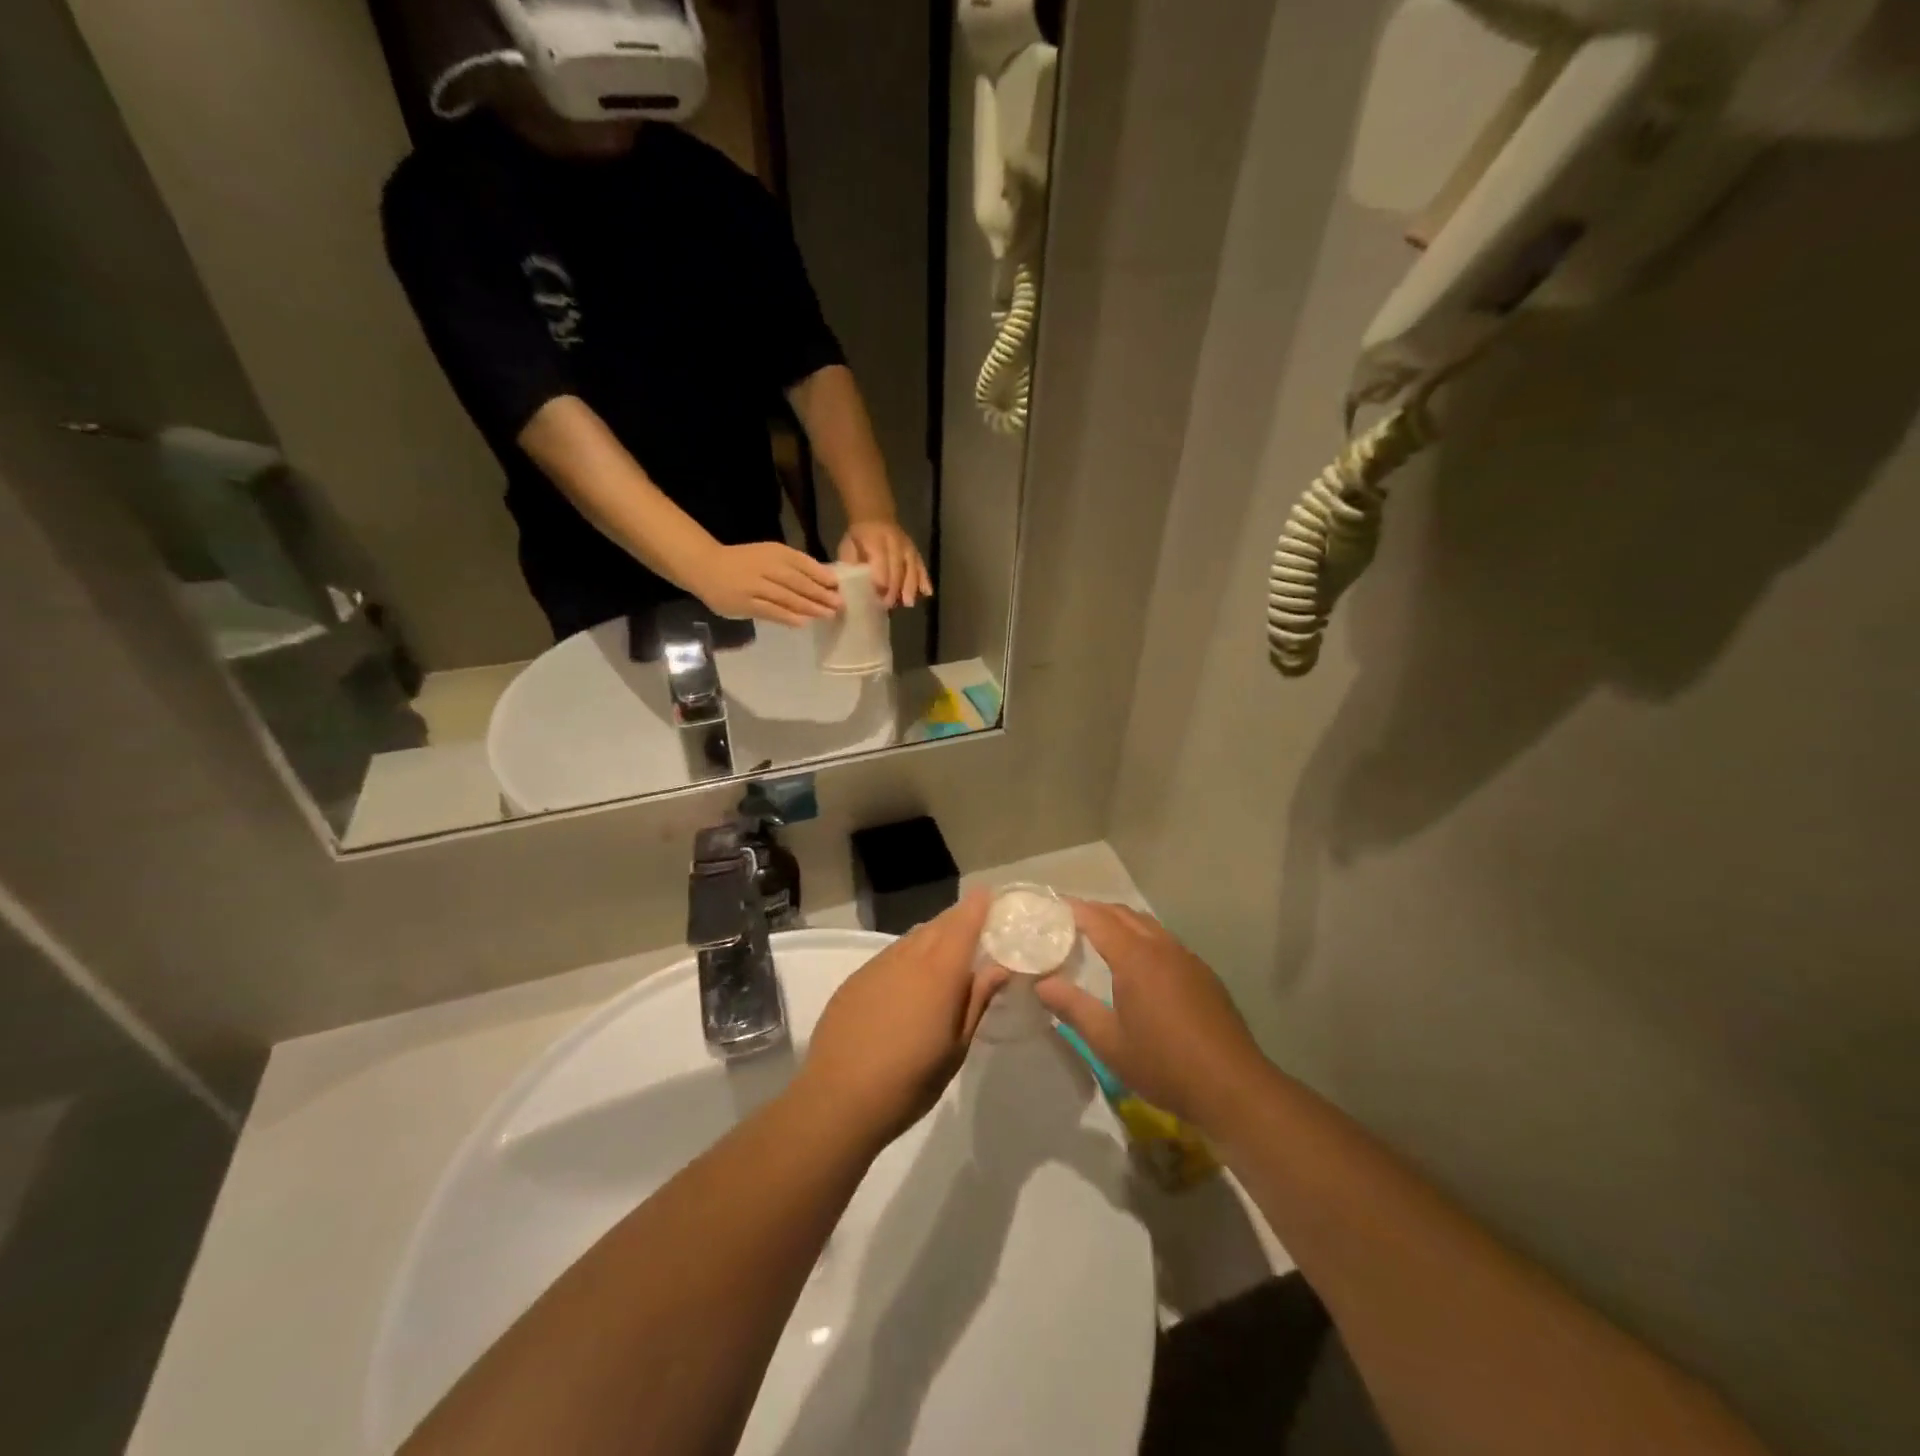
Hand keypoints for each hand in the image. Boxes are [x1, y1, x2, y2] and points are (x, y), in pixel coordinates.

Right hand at [689, 542, 840, 625]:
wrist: (706, 567)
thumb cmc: (744, 562)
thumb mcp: (769, 556)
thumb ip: (793, 567)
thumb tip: (825, 582)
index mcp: (774, 552)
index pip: (802, 563)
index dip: (821, 575)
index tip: (838, 586)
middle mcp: (766, 567)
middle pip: (797, 582)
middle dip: (820, 594)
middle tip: (838, 604)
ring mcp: (754, 586)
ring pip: (786, 597)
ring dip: (809, 607)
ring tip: (827, 615)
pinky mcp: (745, 603)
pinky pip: (770, 611)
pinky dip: (787, 617)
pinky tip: (803, 622)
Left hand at [794, 892, 1004, 1150]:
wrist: (838, 1099)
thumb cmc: (910, 1081)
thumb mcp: (956, 1047)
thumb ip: (976, 1000)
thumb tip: (998, 966)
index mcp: (940, 972)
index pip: (963, 924)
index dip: (978, 906)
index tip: (990, 895)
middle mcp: (908, 957)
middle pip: (938, 925)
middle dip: (958, 919)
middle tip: (975, 924)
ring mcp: (877, 966)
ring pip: (912, 938)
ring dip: (932, 936)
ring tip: (945, 951)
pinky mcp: (855, 980)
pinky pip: (890, 954)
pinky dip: (907, 954)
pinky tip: (909, 979)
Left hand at [837, 520, 932, 608]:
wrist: (874, 516)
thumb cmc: (858, 538)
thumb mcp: (847, 548)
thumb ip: (850, 566)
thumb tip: (849, 589)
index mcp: (874, 539)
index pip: (881, 562)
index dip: (880, 581)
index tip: (878, 597)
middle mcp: (895, 541)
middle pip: (898, 568)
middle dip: (894, 588)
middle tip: (889, 605)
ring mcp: (907, 546)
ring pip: (912, 567)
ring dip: (911, 587)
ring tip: (907, 603)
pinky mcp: (915, 551)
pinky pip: (921, 566)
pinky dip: (925, 579)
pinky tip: (927, 593)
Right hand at [1035, 901, 1269, 1135]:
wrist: (1232, 1087)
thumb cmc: (1163, 1064)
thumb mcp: (1108, 1042)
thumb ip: (1073, 1007)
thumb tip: (1041, 984)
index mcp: (1135, 957)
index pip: (1098, 919)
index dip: (1073, 909)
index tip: (1051, 906)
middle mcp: (1162, 947)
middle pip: (1124, 914)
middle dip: (1096, 911)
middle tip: (1069, 919)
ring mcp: (1187, 958)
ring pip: (1148, 925)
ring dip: (1122, 922)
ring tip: (1100, 935)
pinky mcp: (1203, 974)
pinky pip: (1166, 941)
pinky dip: (1144, 938)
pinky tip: (1140, 963)